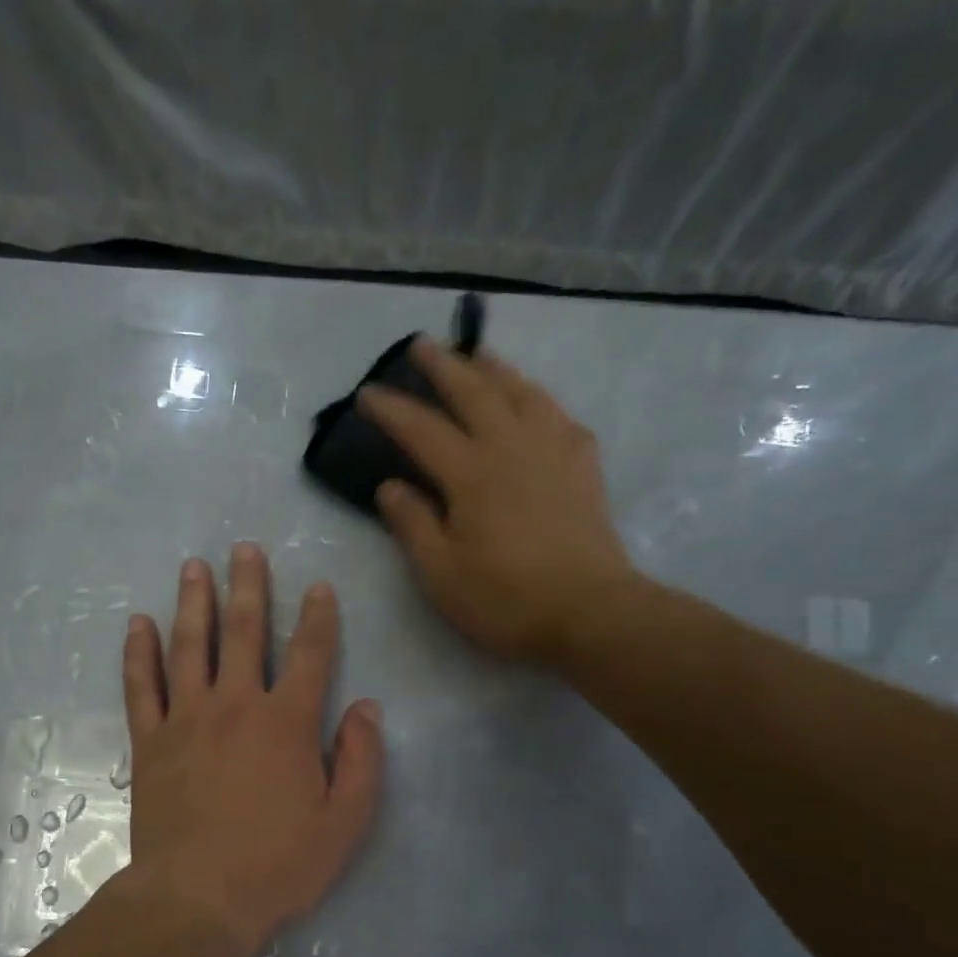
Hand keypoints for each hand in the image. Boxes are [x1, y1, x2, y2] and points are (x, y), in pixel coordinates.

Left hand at [121, 545, 383, 951]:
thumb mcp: (344, 822)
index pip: (309, 655)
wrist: (197, 898)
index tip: (319, 587)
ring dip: (193, 602)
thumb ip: (361, 760)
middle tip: (244, 549)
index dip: (318, 618)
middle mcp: (236, 705)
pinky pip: (141, 685)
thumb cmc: (277, 865)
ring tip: (194, 566)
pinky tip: (137, 623)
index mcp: (287, 722)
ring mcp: (186, 719)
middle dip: (248, 587)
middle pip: (243, 632)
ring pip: (189, 646)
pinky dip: (139, 652)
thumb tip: (367, 708)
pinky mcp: (150, 741)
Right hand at [359, 337, 639, 666]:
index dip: (392, 409)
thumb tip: (390, 487)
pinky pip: (559, 416)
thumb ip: (412, 525)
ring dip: (494, 369)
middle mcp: (511, 448)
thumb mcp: (441, 573)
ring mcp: (553, 451)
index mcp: (471, 474)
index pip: (422, 429)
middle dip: (443, 366)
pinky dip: (540, 400)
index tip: (367, 392)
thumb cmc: (506, 599)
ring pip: (521, 392)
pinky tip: (535, 404)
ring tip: (477, 354)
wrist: (590, 612)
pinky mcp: (583, 466)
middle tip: (422, 344)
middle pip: (474, 393)